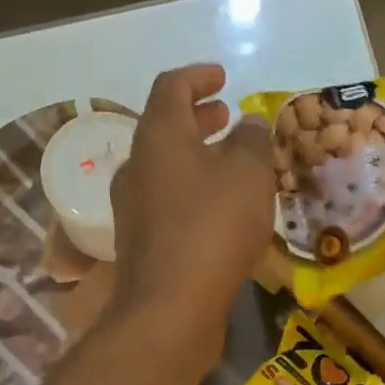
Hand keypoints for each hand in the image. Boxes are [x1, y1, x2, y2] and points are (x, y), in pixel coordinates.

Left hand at [109, 64, 274, 365]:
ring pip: (166, 169)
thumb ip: (252, 141)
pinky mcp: (140, 244)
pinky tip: (219, 211)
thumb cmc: (212, 228)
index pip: (171, 87)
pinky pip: (167, 203)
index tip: (223, 78)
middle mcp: (137, 167)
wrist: (169, 309)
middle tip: (227, 118)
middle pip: (165, 128)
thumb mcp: (248, 174)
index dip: (198, 76)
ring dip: (196, 158)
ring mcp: (133, 208)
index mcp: (158, 136)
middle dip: (198, 119)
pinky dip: (192, 192)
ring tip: (231, 165)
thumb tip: (247, 124)